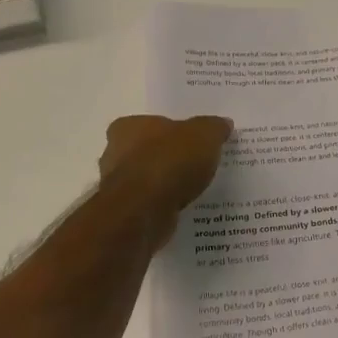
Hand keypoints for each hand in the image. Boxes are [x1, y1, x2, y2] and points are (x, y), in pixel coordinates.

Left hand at [97, 115, 232, 245]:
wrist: (144, 211)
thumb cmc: (170, 162)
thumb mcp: (204, 135)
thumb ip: (214, 128)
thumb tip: (223, 124)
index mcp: (128, 127)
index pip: (149, 124)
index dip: (171, 131)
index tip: (191, 140)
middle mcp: (115, 153)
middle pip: (147, 151)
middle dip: (168, 157)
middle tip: (196, 163)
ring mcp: (117, 186)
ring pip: (147, 179)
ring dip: (166, 184)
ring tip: (195, 188)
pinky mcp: (125, 213)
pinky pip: (150, 203)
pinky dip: (164, 204)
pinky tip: (184, 207)